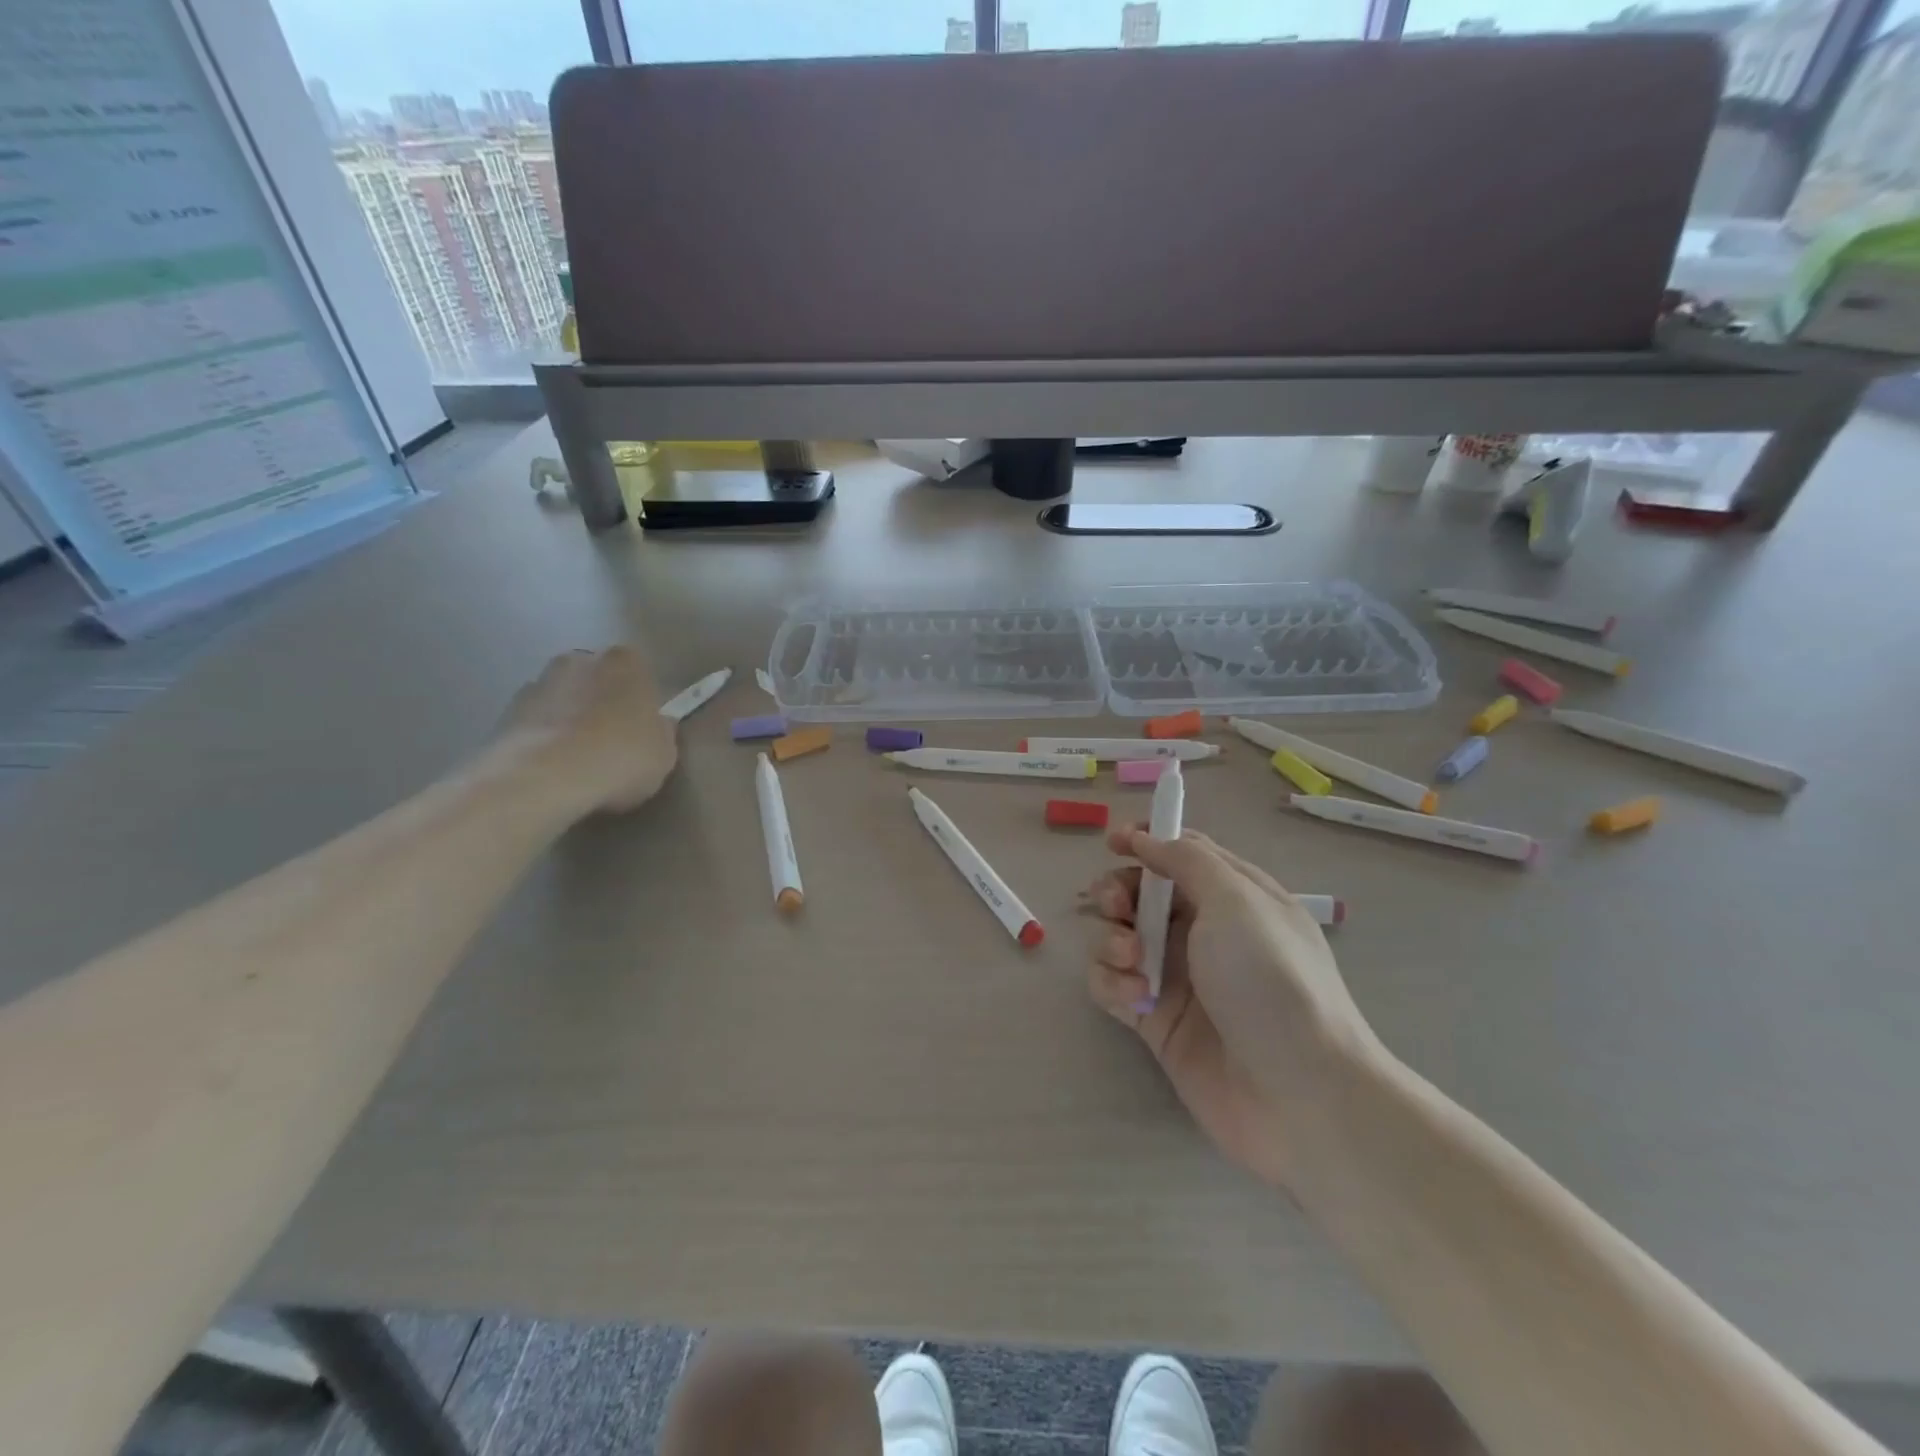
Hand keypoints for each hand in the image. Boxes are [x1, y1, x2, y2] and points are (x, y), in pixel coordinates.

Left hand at [494, 648, 678, 818]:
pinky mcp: (507, 710)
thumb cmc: (621, 757)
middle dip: (602, 703)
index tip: (642, 729)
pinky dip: (544, 736)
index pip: (639, 674)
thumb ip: (662, 733)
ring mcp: (539, 682)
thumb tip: (657, 726)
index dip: (641, 702)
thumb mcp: (664, 753)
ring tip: (577, 759)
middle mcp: (580, 660)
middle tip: (611, 742)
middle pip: (597, 680)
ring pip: (564, 698)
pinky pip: (537, 720)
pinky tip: (552, 766)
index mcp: (625, 662)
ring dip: (570, 718)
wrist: (546, 777)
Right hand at [1085, 825, 1382, 1189]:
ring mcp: (1177, 976)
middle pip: (1141, 893)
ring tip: (1132, 959)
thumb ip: (1187, 860)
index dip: (1146, 841)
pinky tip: (1134, 998)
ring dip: (1112, 939)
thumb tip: (1147, 837)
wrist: (1299, 1095)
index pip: (1183, 854)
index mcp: (1233, 896)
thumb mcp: (1237, 901)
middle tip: (1116, 905)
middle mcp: (1203, 931)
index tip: (1113, 842)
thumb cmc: (1271, 981)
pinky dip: (1113, 982)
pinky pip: (1113, 983)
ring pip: (1119, 936)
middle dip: (1118, 892)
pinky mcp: (1154, 1018)